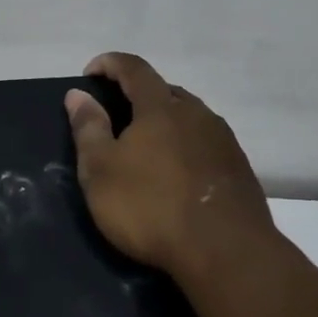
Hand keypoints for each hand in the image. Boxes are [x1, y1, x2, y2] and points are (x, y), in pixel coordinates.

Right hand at [65, 52, 275, 288]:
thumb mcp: (101, 170)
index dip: (109, 63)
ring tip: (146, 147)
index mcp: (160, 107)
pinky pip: (205, 143)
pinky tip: (177, 174)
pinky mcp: (239, 168)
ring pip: (189, 117)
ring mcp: (223, 140)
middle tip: (116, 116)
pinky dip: (185, 146)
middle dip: (137, 95)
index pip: (134, 68)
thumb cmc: (151, 206)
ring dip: (164, 122)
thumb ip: (88, 128)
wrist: (226, 252)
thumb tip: (78, 94)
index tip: (89, 73)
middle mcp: (197, 113)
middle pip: (164, 91)